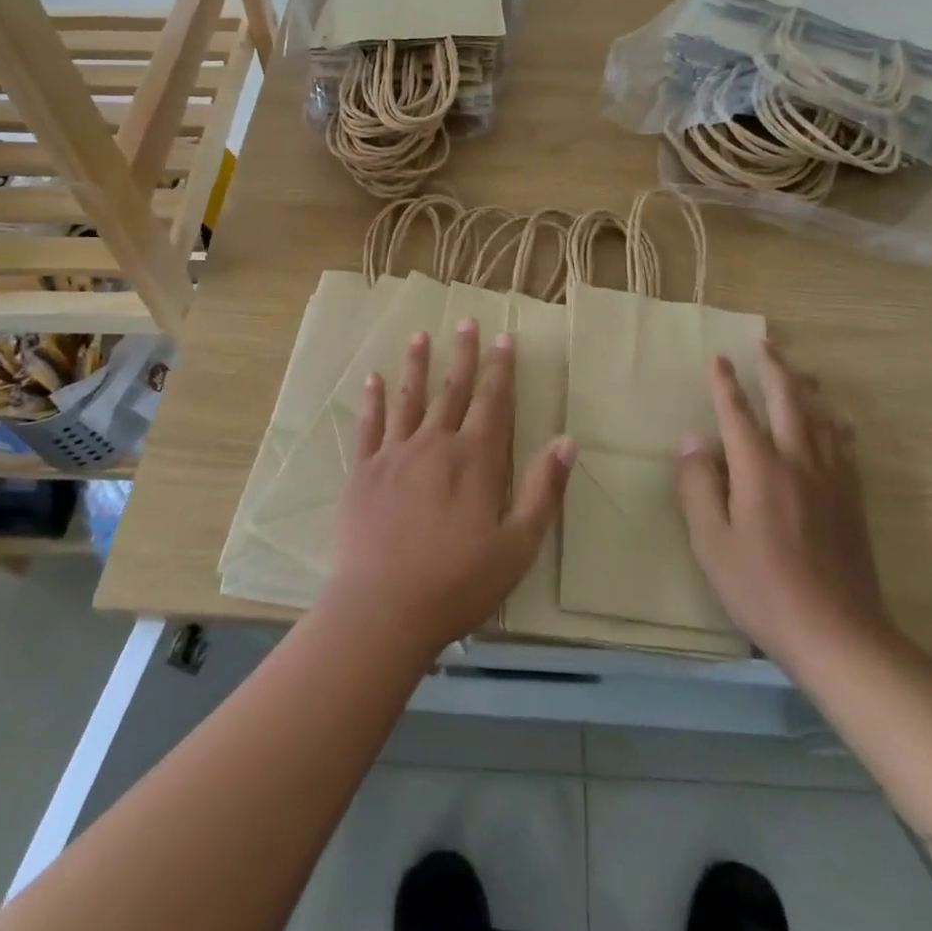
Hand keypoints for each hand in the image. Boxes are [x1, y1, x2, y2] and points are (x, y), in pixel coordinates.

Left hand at [323, 320, 575, 660]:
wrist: (383, 609)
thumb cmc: (458, 583)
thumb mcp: (517, 546)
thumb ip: (542, 490)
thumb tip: (567, 441)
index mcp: (475, 460)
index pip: (493, 401)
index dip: (501, 368)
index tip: (504, 337)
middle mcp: (435, 444)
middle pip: (452, 390)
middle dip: (463, 354)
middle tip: (466, 321)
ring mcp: (395, 455)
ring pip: (409, 398)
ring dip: (416, 365)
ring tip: (420, 335)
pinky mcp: (364, 472)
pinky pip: (369, 426)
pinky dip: (372, 400)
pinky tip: (372, 378)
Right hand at [677, 342, 894, 671]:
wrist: (837, 634)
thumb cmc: (762, 588)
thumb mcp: (710, 542)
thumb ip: (698, 486)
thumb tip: (693, 440)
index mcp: (759, 469)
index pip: (738, 413)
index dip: (725, 384)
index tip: (719, 359)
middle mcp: (798, 461)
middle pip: (788, 401)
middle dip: (774, 368)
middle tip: (764, 342)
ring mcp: (832, 479)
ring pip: (821, 417)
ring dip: (806, 387)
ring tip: (799, 369)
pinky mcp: (852, 500)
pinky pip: (844, 444)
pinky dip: (835, 422)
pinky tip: (837, 420)